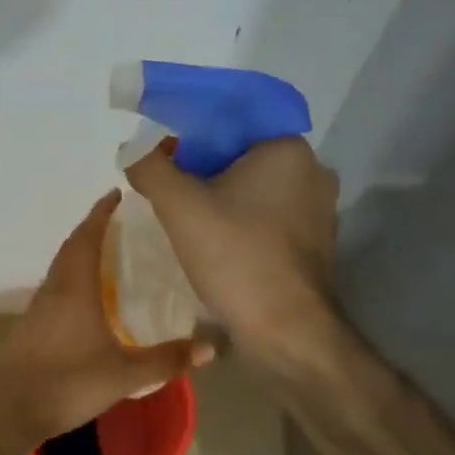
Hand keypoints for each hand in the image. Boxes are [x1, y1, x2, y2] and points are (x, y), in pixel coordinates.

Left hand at [0, 190, 211, 450]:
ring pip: (61, 270)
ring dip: (81, 255)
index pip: (87, 237)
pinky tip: (90, 302)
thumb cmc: (66, 382)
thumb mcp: (124, 374)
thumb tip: (212, 347)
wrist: (6, 410)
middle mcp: (53, 290)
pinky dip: (73, 282)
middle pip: (72, 248)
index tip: (117, 194)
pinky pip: (56, 291)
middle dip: (93, 230)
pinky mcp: (30, 329)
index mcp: (74, 288)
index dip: (101, 213)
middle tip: (121, 223)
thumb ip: (167, 360)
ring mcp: (38, 310)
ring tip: (110, 257)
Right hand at [124, 137, 339, 362]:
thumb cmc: (237, 258)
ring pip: (258, 192)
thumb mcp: (180, 207)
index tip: (164, 162)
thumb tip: (134, 149)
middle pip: (244, 158)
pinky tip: (220, 249)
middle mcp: (313, 172)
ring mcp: (320, 211)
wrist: (288, 332)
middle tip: (172, 195)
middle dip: (205, 173)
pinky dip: (244, 227)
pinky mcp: (317, 245)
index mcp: (287, 148)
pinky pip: (271, 222)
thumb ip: (151, 168)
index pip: (231, 123)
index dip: (191, 137)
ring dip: (225, 202)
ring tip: (190, 224)